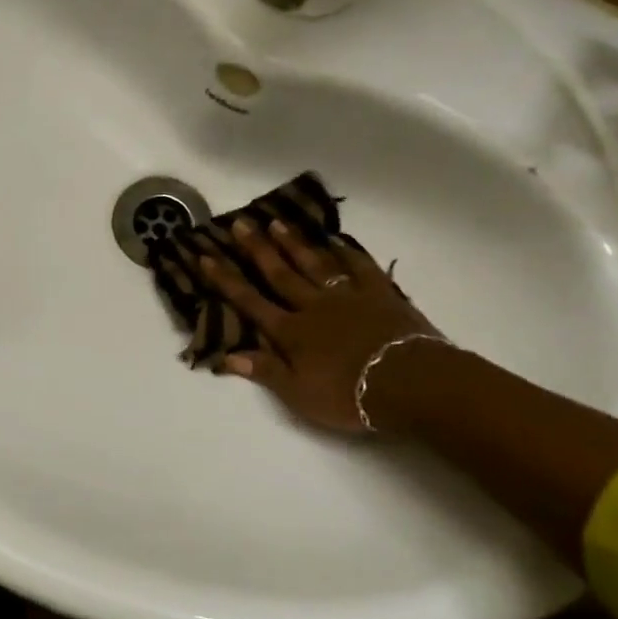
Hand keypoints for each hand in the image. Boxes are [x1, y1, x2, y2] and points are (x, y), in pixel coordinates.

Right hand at [197, 219, 440, 432]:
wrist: (411, 383)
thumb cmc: (351, 395)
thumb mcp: (300, 395)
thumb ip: (266, 371)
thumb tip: (227, 356)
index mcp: (291, 332)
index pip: (250, 302)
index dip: (226, 280)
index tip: (206, 257)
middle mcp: (313, 306)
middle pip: (280, 274)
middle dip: (257, 249)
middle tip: (240, 223)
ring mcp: (348, 296)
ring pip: (315, 264)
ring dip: (294, 243)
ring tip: (277, 223)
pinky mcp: (380, 294)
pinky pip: (359, 267)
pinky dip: (347, 252)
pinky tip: (336, 240)